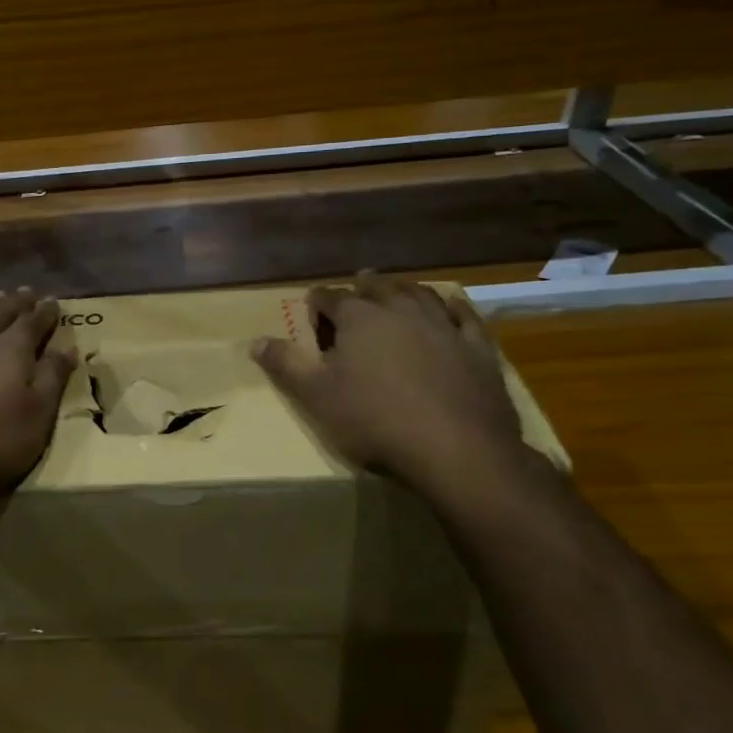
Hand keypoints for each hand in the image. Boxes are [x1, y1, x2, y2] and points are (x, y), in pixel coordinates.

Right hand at [252, 274, 529, 503]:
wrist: (454, 448)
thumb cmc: (374, 421)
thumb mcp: (315, 397)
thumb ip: (285, 365)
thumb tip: (255, 341)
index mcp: (359, 319)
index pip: (331, 299)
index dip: (319, 301)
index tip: (312, 304)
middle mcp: (401, 311)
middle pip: (378, 289)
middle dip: (364, 287)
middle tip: (358, 284)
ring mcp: (442, 326)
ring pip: (421, 295)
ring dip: (406, 289)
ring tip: (398, 288)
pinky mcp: (477, 348)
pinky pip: (464, 317)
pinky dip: (454, 307)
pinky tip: (451, 306)